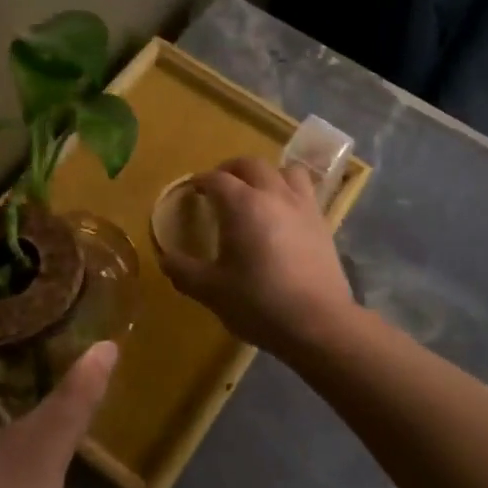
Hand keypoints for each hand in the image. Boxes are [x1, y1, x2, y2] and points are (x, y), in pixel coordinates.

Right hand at [157, 156, 357, 353]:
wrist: (318, 322)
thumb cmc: (259, 303)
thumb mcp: (212, 291)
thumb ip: (184, 271)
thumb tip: (165, 258)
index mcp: (243, 205)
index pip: (217, 179)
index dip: (201, 181)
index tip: (192, 190)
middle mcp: (273, 194)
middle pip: (251, 165)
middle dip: (231, 169)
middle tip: (219, 185)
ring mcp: (302, 205)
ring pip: (284, 170)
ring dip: (266, 174)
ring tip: (256, 192)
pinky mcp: (322, 221)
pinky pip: (305, 190)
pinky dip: (289, 191)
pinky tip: (283, 214)